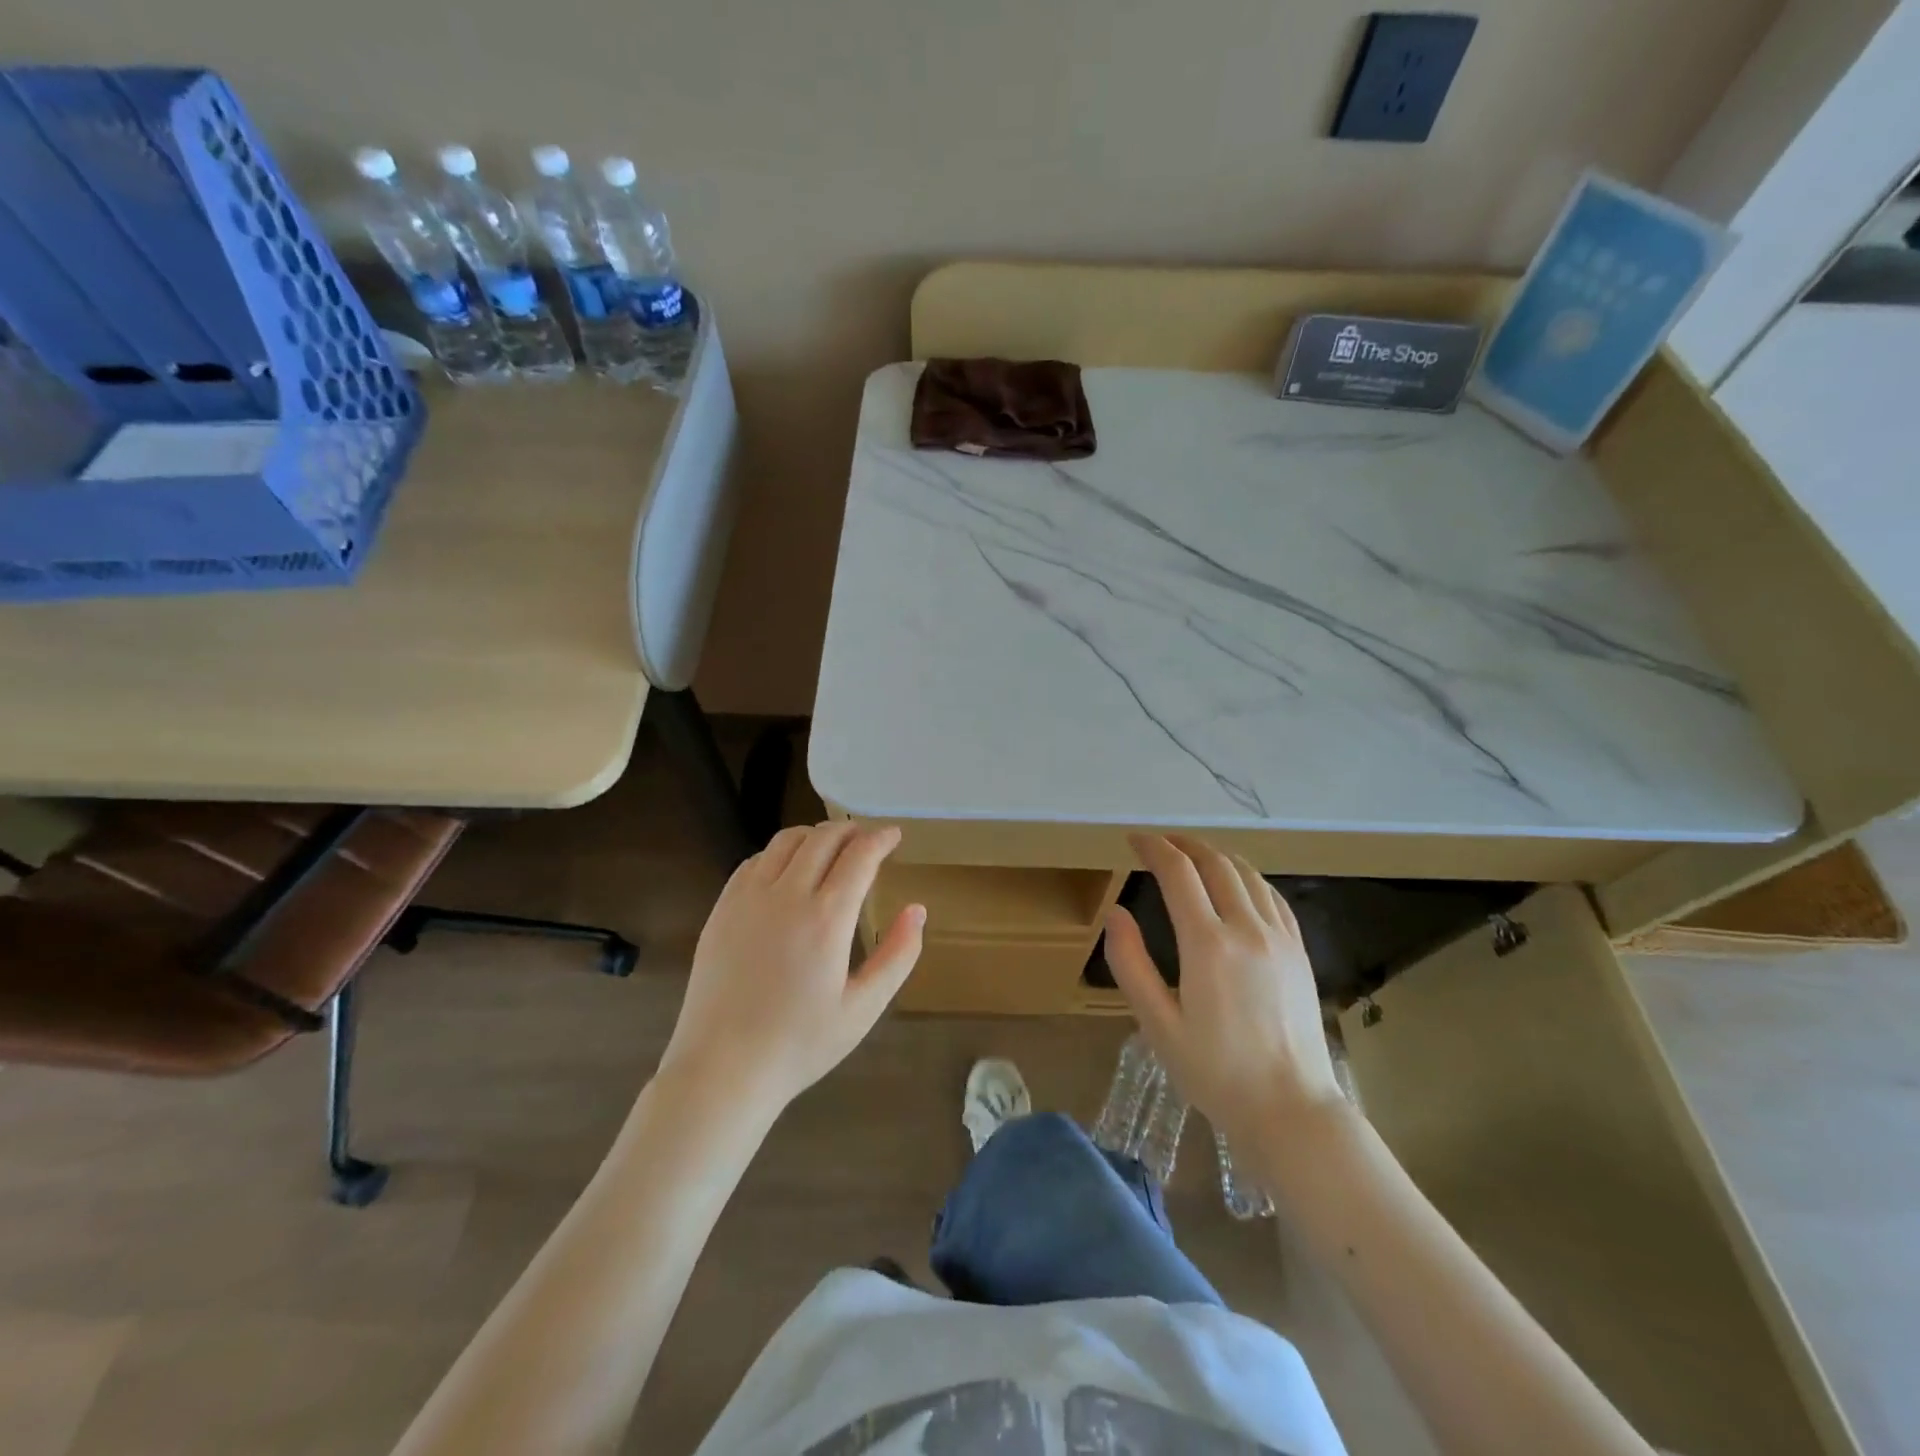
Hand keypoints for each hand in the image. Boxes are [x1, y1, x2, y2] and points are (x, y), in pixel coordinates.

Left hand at [658, 821, 924, 1116]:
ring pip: (786, 841)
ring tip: (830, 847)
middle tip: (866, 838)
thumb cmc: (800, 1044)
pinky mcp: (722, 908)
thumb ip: (898, 955)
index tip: (894, 835)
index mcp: (826, 918)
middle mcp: (787, 895)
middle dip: (851, 829)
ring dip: (815, 835)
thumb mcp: (863, 1008)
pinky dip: (779, 852)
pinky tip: (787, 869)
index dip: (881, 838)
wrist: (722, 1069)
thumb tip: (917, 910)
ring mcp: (748, 898)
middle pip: (823, 838)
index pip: (859, 855)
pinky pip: (754, 861)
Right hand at [1104, 834, 1343, 1144]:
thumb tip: (1116, 913)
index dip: (1153, 848)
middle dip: (1183, 844)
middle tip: (1159, 843)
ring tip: (1192, 855)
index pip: (1178, 872)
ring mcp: (1280, 938)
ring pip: (1247, 874)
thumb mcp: (1157, 1024)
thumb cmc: (1215, 1072)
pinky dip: (1247, 877)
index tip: (1133, 839)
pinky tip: (1237, 884)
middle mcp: (1247, 929)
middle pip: (1215, 863)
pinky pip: (1273, 896)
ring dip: (1216, 855)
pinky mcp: (1299, 952)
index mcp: (1207, 944)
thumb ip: (1131, 964)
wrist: (1290, 1109)